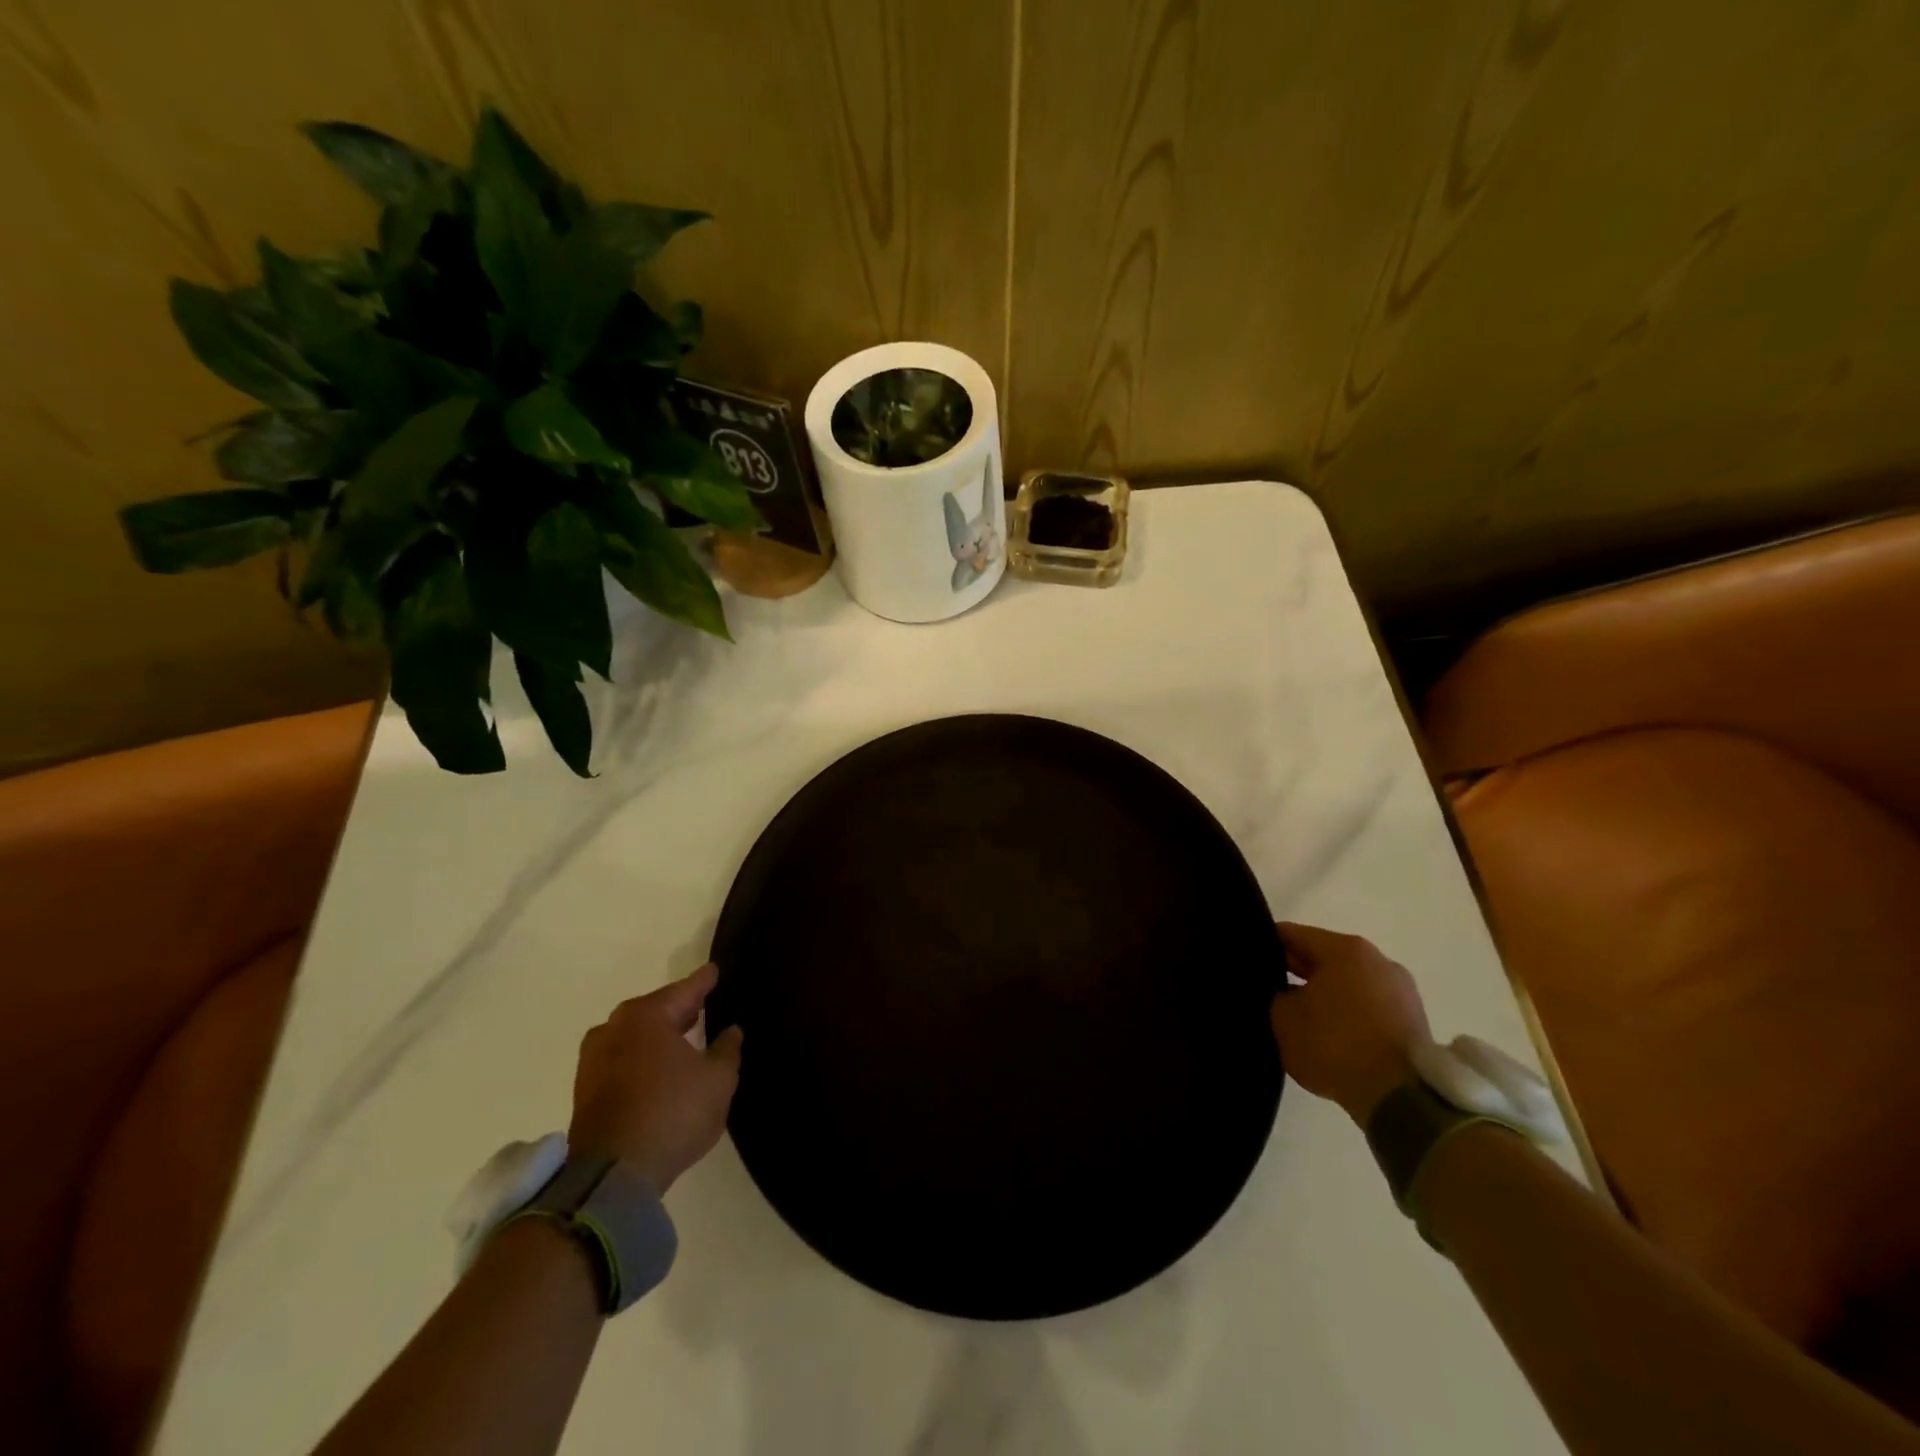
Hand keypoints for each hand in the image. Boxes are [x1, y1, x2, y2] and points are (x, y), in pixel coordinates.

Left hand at [569, 963, 742, 1193]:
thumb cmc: (672, 1112)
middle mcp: (614, 1029)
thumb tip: (730, 1031)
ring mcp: (594, 1061)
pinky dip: (641, 1058)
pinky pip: (622, 1060)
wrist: (612, 1176)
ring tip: (681, 1037)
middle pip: (654, 1010)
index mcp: (646, 1016)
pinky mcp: (585, 1093)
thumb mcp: (718, 1079)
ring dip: (656, 1036)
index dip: (703, 981)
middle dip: (677, 1009)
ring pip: (634, 1036)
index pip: (684, 990)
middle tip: (699, 1006)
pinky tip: (658, 1068)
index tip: (714, 970)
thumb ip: (727, 1049)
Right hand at [1269, 923, 1430, 1124]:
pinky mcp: (1414, 1020)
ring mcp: (1401, 990)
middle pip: (1323, 956)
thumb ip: (1277, 995)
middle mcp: (1377, 960)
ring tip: (1301, 1017)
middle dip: (1297, 971)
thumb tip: (1283, 992)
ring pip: (1348, 982)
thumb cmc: (1335, 1045)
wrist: (1401, 1099)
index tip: (1250, 964)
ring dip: (1325, 993)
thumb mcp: (1284, 1018)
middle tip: (1269, 990)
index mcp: (1344, 948)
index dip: (1265, 947)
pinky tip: (1331, 1034)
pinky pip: (1369, 1006)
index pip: (1291, 935)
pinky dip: (1349, 1013)